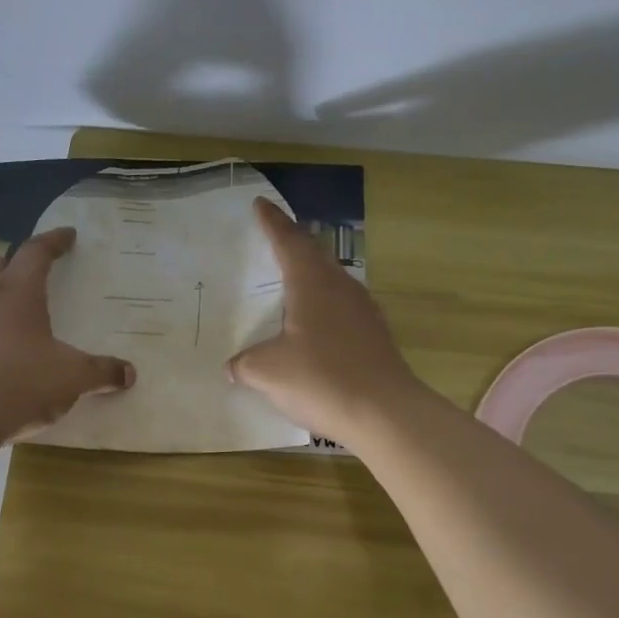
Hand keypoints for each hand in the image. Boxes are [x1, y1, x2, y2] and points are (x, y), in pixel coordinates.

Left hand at [0, 228, 135, 440]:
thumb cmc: (22, 380)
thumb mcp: (72, 376)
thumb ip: (101, 372)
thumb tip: (128, 374)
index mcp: (19, 292)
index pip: (36, 252)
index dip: (53, 241)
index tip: (68, 235)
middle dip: (16, 261)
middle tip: (35, 268)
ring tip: (21, 311)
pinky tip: (5, 350)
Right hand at [227, 198, 423, 444]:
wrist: (385, 413)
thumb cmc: (321, 379)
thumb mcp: (267, 372)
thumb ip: (245, 364)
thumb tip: (233, 367)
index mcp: (312, 284)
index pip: (289, 241)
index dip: (272, 222)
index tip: (261, 204)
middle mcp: (340, 288)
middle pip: (314, 254)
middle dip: (293, 241)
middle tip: (275, 235)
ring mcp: (363, 311)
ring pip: (332, 279)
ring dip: (311, 272)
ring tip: (292, 278)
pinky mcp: (374, 335)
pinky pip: (342, 306)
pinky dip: (323, 304)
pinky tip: (315, 324)